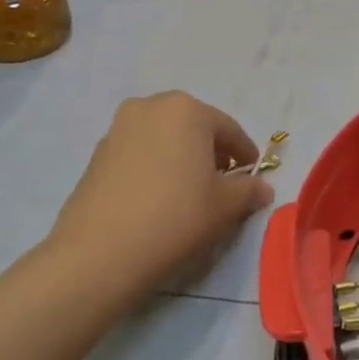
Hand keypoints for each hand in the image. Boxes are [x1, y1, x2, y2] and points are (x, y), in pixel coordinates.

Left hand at [45, 92, 274, 304]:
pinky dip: (153, 167)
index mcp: (187, 109)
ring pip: (162, 138)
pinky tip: (156, 199)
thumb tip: (262, 188)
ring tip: (186, 192)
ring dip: (179, 157)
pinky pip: (137, 154)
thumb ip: (249, 191)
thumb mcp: (225, 206)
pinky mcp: (96, 155)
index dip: (245, 153)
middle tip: (220, 181)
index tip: (252, 174)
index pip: (228, 129)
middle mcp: (150, 107)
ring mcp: (117, 129)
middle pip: (192, 127)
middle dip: (210, 150)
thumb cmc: (176, 217)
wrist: (101, 252)